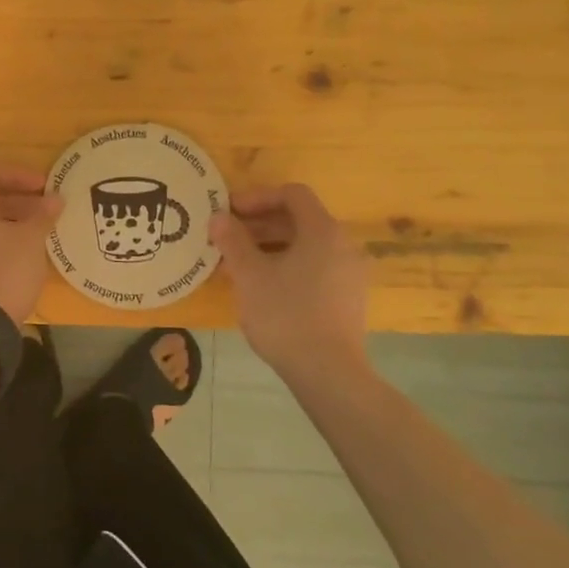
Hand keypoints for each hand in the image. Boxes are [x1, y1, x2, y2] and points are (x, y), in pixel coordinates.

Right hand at [208, 184, 367, 381]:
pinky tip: (263, 288)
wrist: (328, 373)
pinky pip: (315, 268)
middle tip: (227, 238)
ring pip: (306, 247)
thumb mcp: (249, 275)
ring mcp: (350, 274)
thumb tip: (219, 217)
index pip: (292, 194)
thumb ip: (233, 240)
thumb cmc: (286, 314)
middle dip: (260, 224)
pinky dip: (287, 266)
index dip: (258, 197)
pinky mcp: (348, 299)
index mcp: (323, 231)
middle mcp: (343, 245)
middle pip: (300, 220)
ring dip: (270, 247)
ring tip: (238, 264)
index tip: (229, 211)